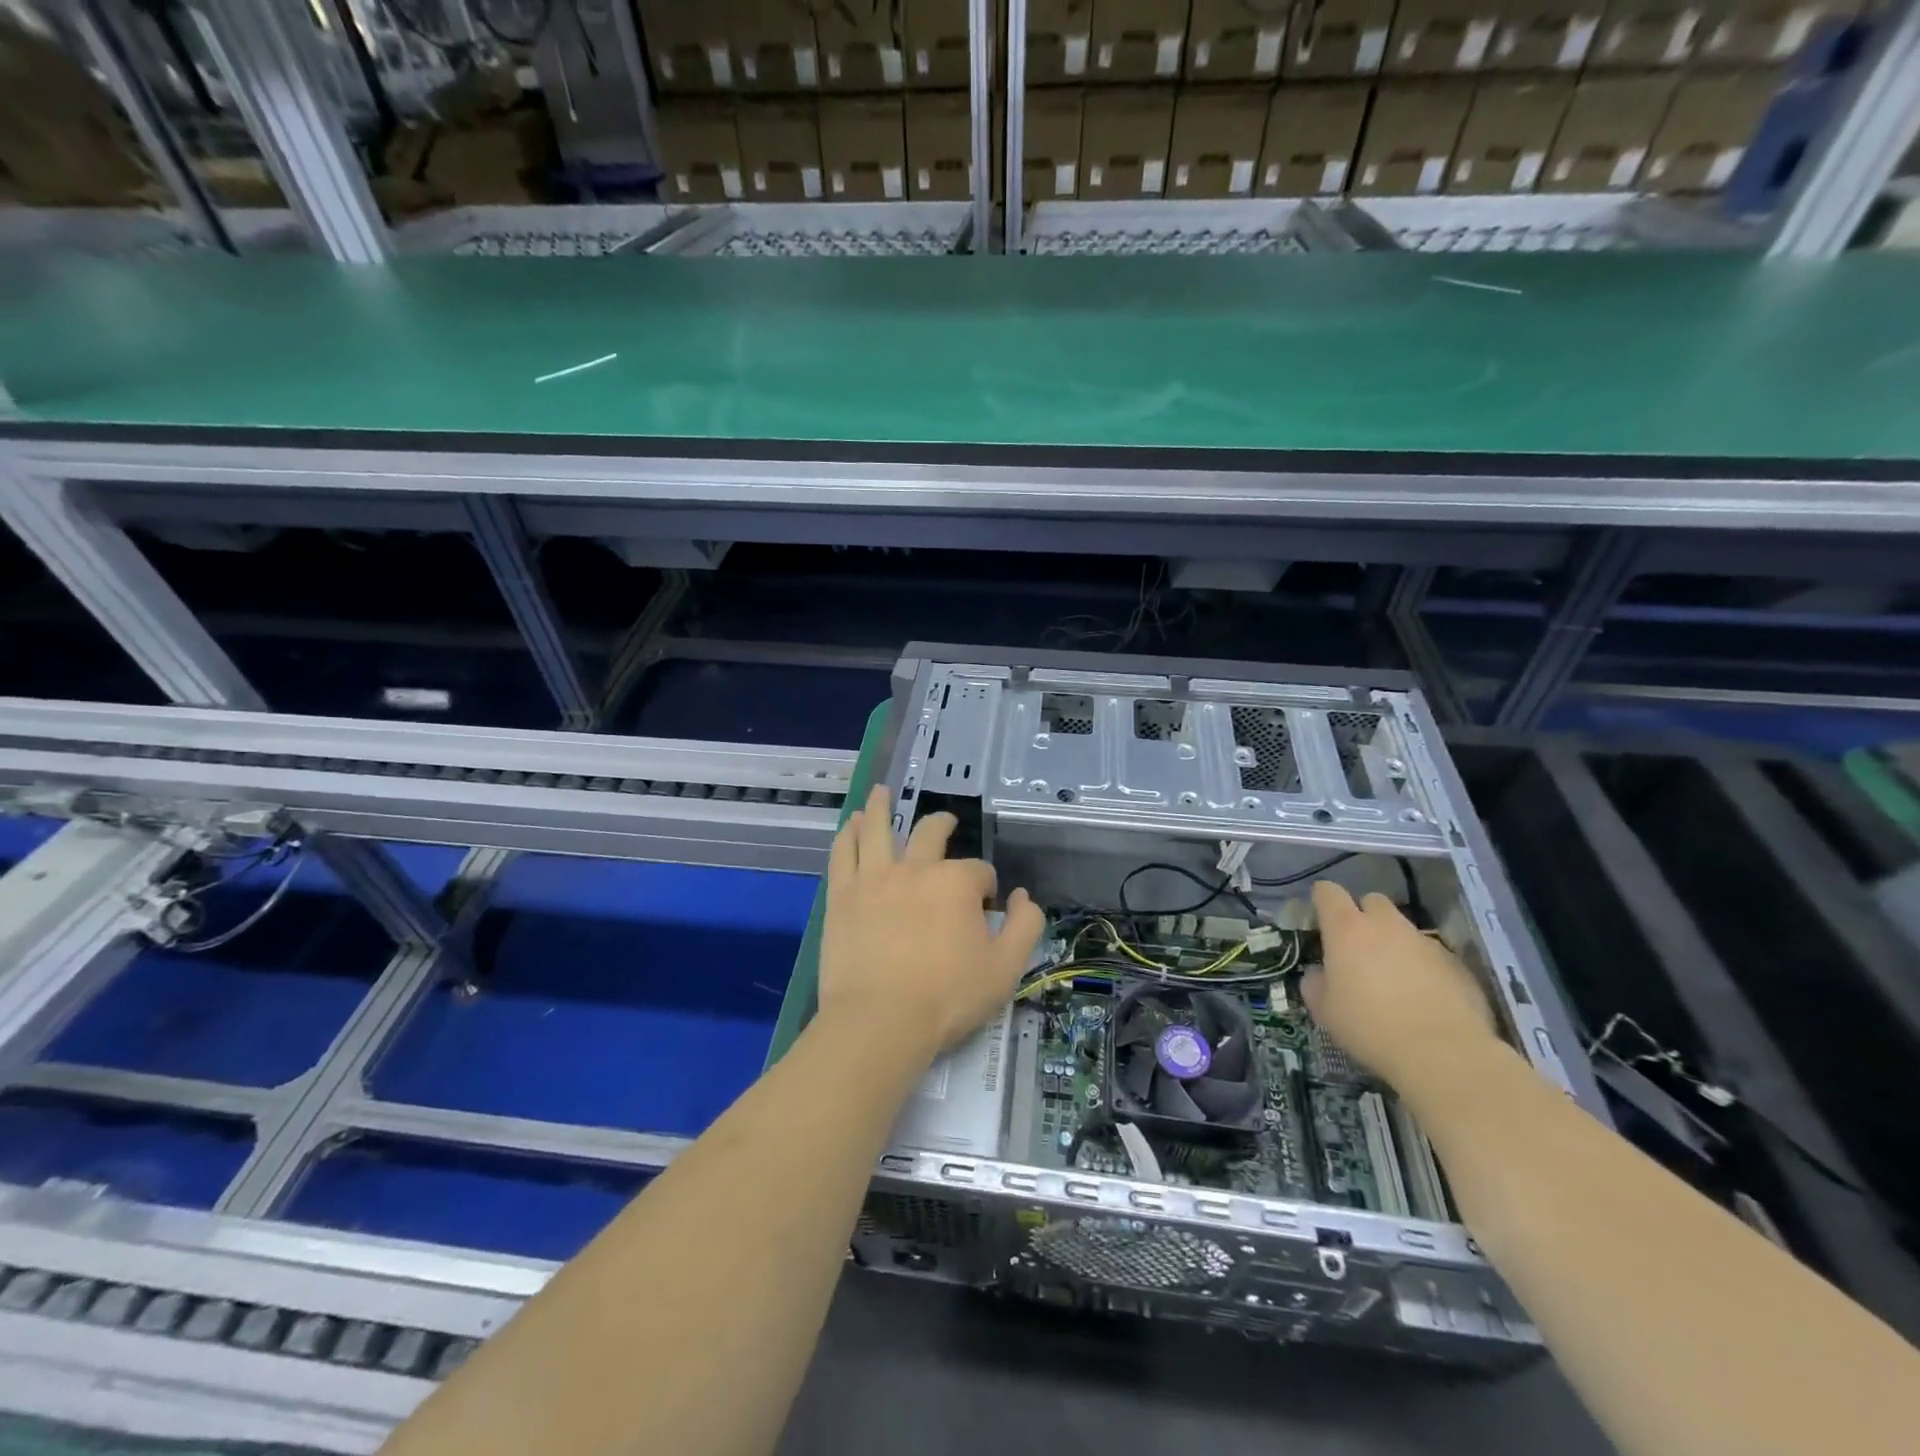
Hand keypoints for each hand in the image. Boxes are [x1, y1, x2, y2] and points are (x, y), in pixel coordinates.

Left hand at [818, 786, 1044, 1057]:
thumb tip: (1022, 897)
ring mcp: (873, 879)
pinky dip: (849, 834)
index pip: (978, 871)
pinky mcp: (842, 896)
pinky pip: (843, 853)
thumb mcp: (1006, 968)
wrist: (880, 1021)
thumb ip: (1024, 926)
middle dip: (943, 826)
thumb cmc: (947, 997)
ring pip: (878, 829)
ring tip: (881, 792)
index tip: (984, 908)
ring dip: (882, 807)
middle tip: (946, 824)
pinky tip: (853, 824)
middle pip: (930, 833)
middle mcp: (915, 869)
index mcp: (956, 883)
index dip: (985, 886)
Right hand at [1302, 880, 1498, 1094]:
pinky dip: (1423, 967)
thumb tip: (1320, 974)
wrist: (1443, 1054)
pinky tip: (1424, 997)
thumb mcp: (1325, 1010)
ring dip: (1395, 943)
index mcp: (1347, 929)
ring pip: (1404, 929)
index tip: (1319, 917)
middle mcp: (1387, 926)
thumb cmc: (1369, 1026)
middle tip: (1358, 947)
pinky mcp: (1456, 964)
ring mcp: (1425, 942)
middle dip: (1363, 915)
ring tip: (1394, 977)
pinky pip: (1431, 955)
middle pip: (1372, 901)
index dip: (1322, 899)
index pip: (1329, 892)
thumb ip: (1316, 983)